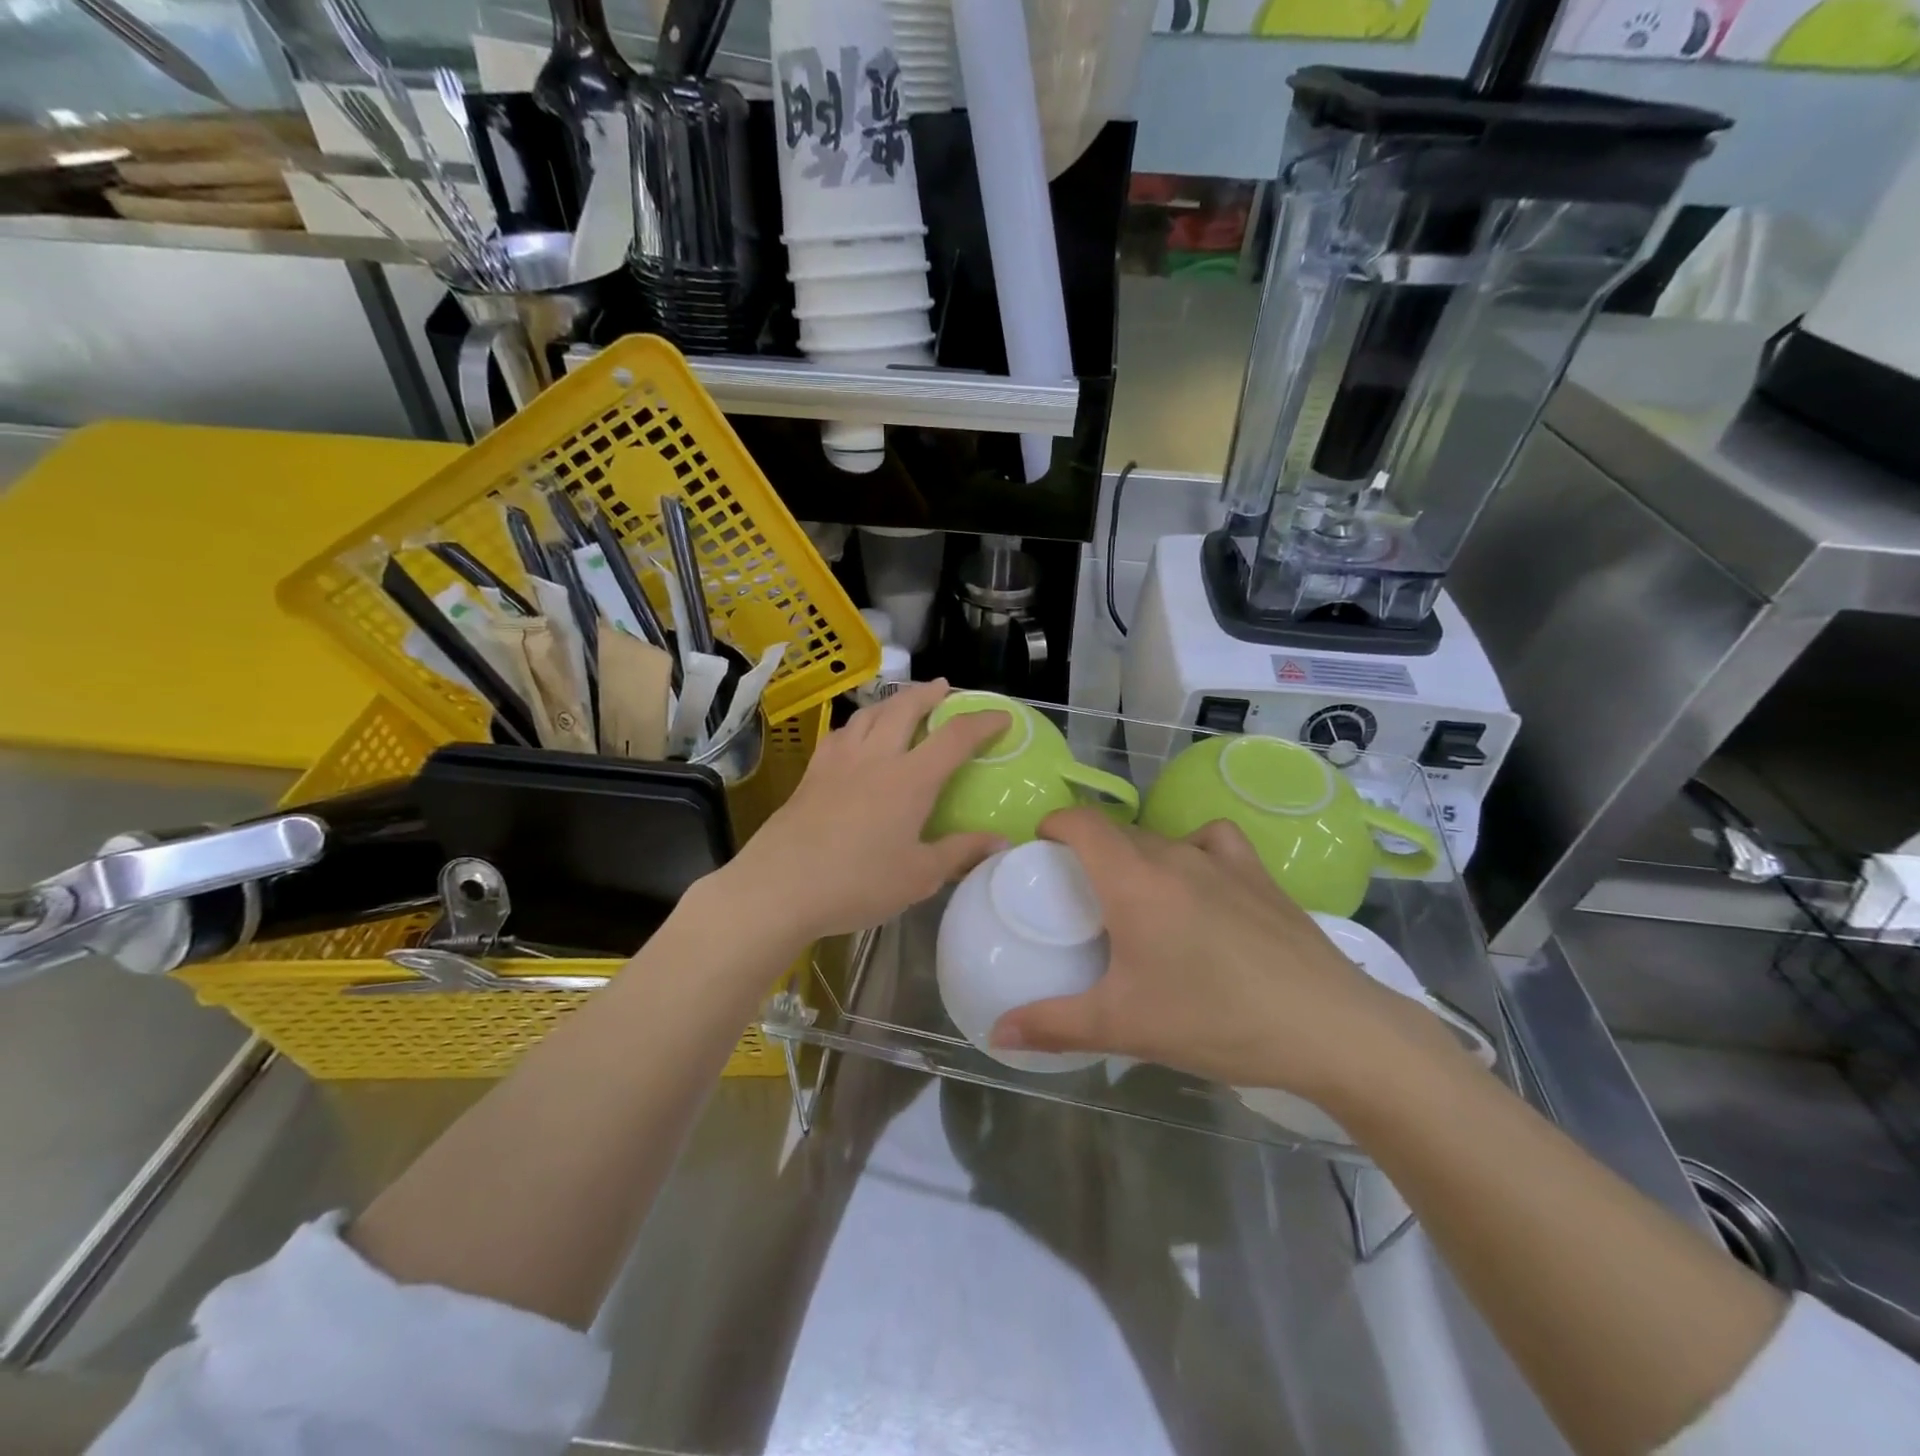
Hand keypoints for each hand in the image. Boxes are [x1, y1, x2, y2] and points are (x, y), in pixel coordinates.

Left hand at [722, 681, 1008, 945]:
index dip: (982, 722)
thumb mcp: (919, 876)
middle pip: (905, 708)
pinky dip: (859, 724)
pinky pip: (841, 733)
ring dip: (893, 701)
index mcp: (910, 779)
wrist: (780, 887)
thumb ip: (960, 853)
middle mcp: (876, 758)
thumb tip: (999, 841)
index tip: (1001, 717)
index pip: (954, 737)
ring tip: (903, 703)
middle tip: (944, 689)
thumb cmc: (858, 883)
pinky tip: (857, 735)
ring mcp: (839, 761)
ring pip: (869, 714)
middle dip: (929, 694)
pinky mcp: (812, 773)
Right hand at [989, 810, 1463, 1099]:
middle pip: (1117, 832)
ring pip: (1161, 839)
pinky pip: (1213, 841)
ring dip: (1137, 856)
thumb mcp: (1124, 1026)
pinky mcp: (1260, 874)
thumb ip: (1053, 1025)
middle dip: (1089, 851)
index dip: (1054, 824)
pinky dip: (1193, 849)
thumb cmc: (1215, 1019)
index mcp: (1133, 879)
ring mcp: (1222, 860)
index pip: (1082, 822)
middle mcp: (1173, 854)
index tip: (1040, 851)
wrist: (1329, 1027)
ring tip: (1136, 897)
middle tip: (1078, 895)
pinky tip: (1199, 882)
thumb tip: (997, 1034)